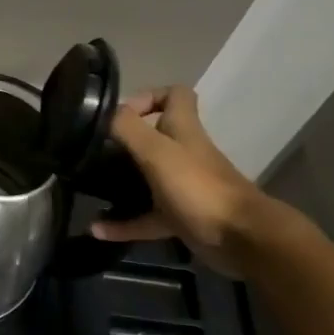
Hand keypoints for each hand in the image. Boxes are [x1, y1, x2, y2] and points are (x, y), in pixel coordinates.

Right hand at [89, 87, 272, 274]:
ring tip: (91, 185)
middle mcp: (184, 153)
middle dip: (125, 140)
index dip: (148, 96)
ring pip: (148, 177)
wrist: (242, 239)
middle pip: (156, 136)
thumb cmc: (198, 187)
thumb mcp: (157, 151)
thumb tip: (103, 112)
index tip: (119, 114)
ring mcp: (183, 186)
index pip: (174, 95)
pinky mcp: (181, 216)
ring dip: (120, 181)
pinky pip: (145, 217)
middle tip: (95, 150)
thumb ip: (128, 128)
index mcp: (183, 130)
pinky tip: (98, 230)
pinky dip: (123, 224)